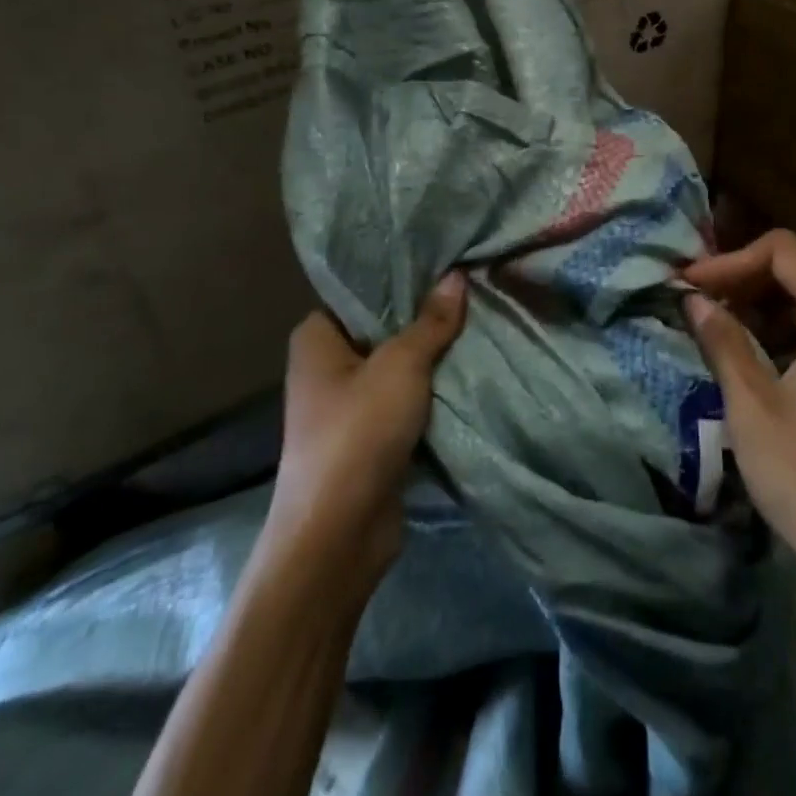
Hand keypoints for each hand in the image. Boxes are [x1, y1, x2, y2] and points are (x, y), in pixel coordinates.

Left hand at [263, 274, 466, 587]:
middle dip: (424, 316)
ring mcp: (348, 405)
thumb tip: (457, 275)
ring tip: (479, 320)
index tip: (441, 260)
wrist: (339, 535)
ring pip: (398, 366)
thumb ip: (431, 321)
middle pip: (383, 328)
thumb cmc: (358, 432)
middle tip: (470, 286)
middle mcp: (326, 367)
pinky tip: (469, 368)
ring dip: (432, 356)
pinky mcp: (370, 438)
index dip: (399, 277)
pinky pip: (406, 400)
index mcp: (316, 338)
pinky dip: (432, 391)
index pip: (359, 291)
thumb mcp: (402, 365)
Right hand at [684, 231, 795, 606]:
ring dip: (784, 287)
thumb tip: (693, 300)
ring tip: (736, 317)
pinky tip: (773, 344)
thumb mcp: (752, 409)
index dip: (731, 261)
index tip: (691, 286)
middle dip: (759, 266)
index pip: (784, 252)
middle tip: (716, 296)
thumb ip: (723, 341)